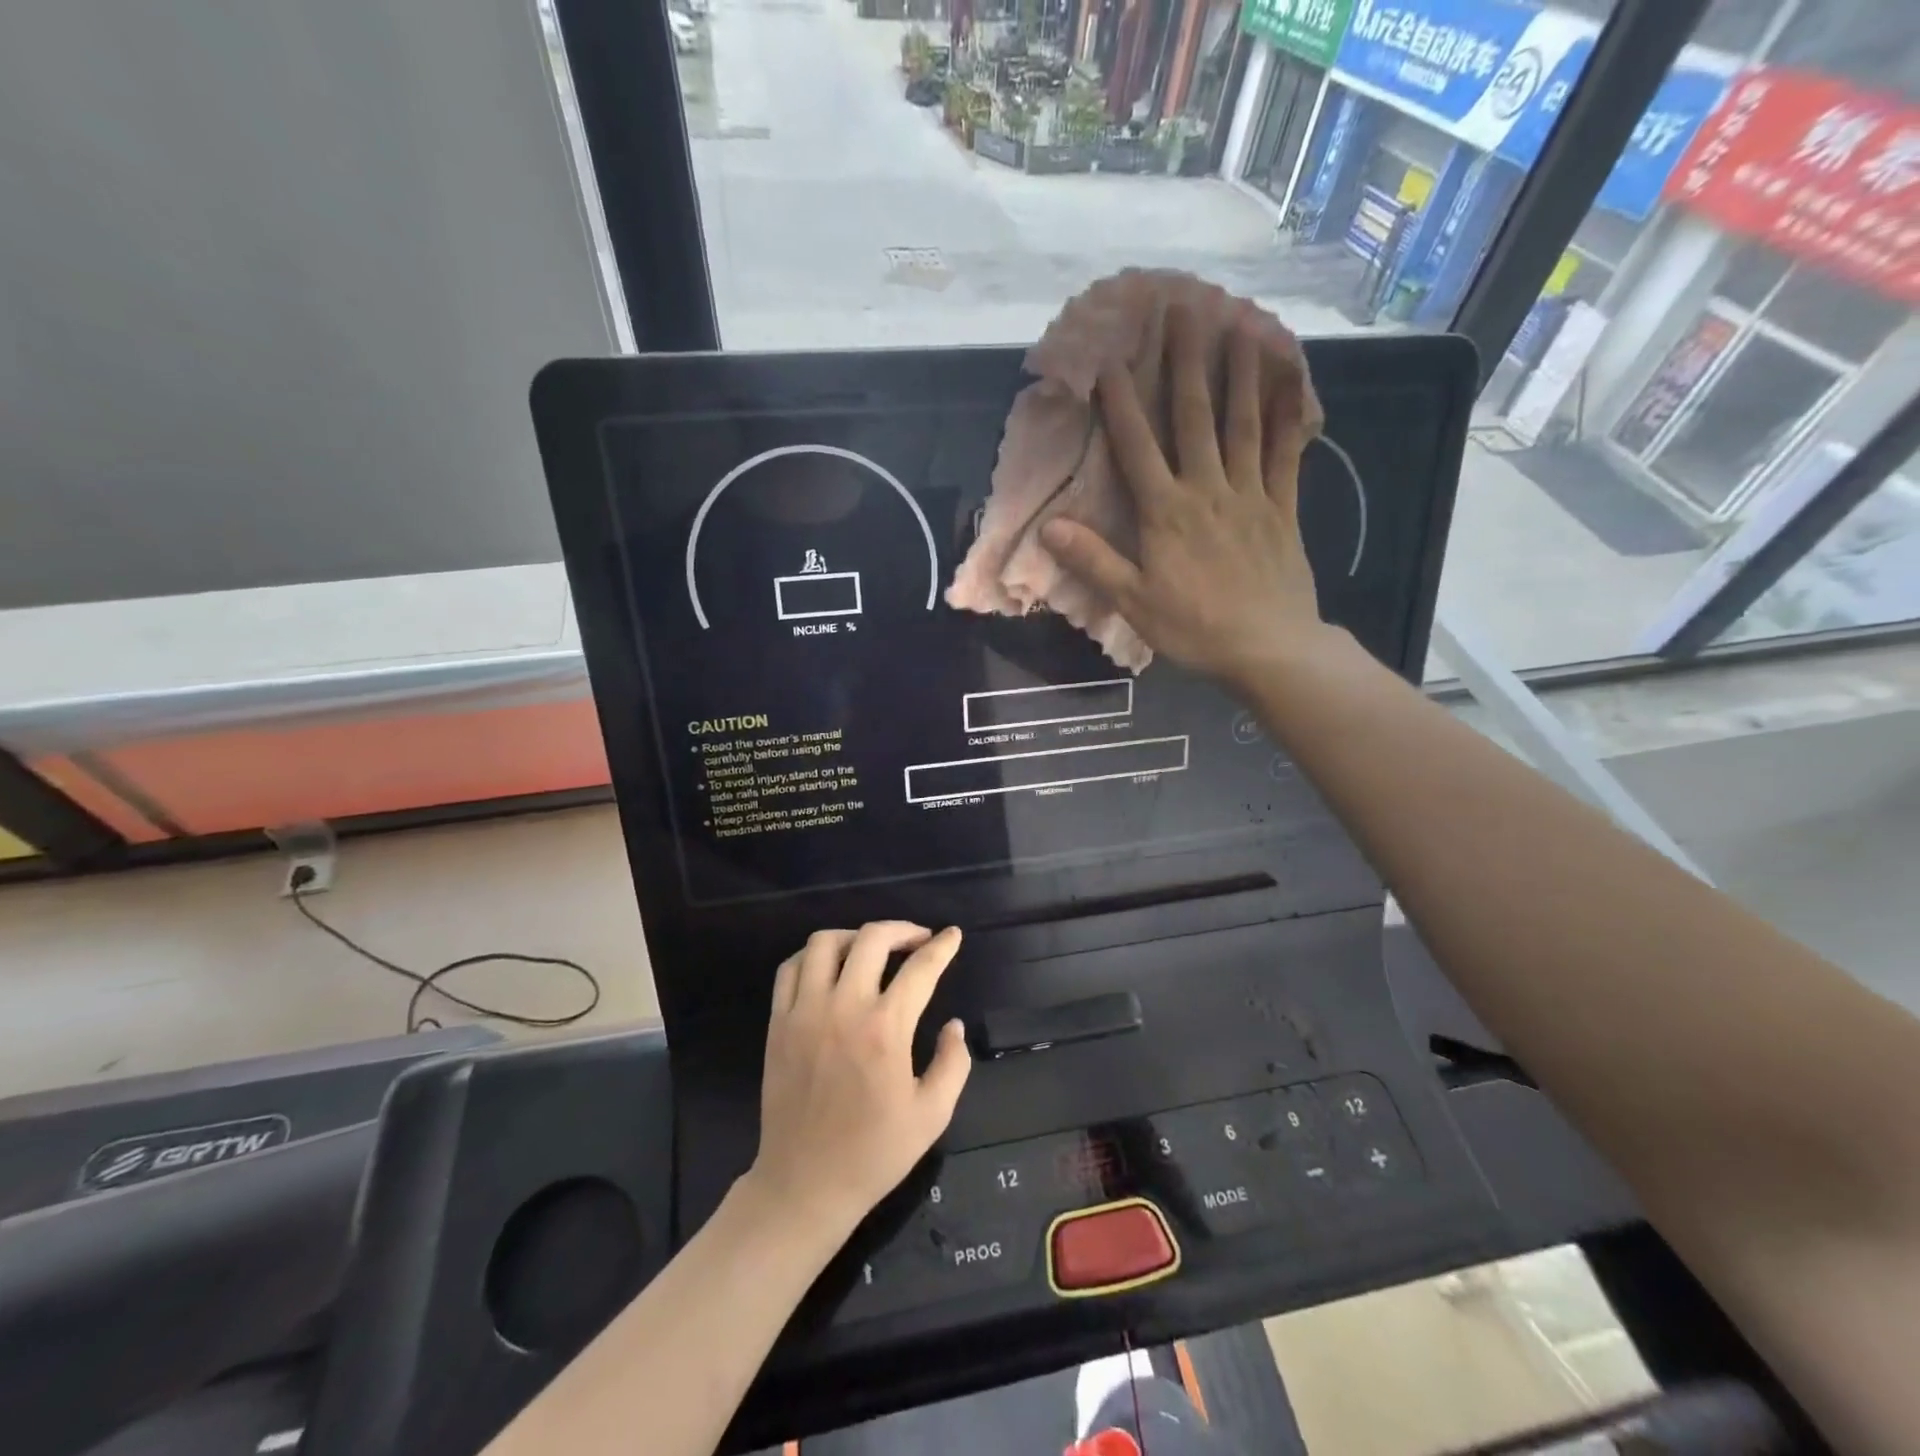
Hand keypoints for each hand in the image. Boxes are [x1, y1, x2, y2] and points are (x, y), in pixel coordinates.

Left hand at [745, 922, 970, 1242]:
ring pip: (824, 943)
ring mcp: (804, 1012)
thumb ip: (953, 1063)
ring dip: (855, 936)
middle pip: (871, 939)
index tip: (952, 935)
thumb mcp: (932, 1115)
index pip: (920, 968)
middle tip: (917, 940)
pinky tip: (830, 967)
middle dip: (902, 930)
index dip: (942, 946)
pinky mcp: (778, 1023)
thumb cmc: (874, 1153)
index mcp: (886, 1030)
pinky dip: (813, 956)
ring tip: (871, 950)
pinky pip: (791, 968)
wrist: (804, 1185)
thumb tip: (954, 1025)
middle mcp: (844, 1008)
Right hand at [1041, 303, 1330, 688]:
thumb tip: (1049, 527)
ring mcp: (1250, 495)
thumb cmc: (1194, 628)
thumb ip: (1093, 560)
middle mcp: (1207, 490)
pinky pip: (1287, 454)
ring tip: (1239, 325)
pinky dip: (1288, 416)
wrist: (1268, 648)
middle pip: (1193, 418)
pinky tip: (1291, 382)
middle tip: (1183, 310)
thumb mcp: (1132, 602)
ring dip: (1238, 374)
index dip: (1121, 403)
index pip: (1137, 447)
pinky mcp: (1283, 508)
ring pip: (1242, 424)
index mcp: (1165, 513)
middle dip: (1185, 363)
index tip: (1111, 360)